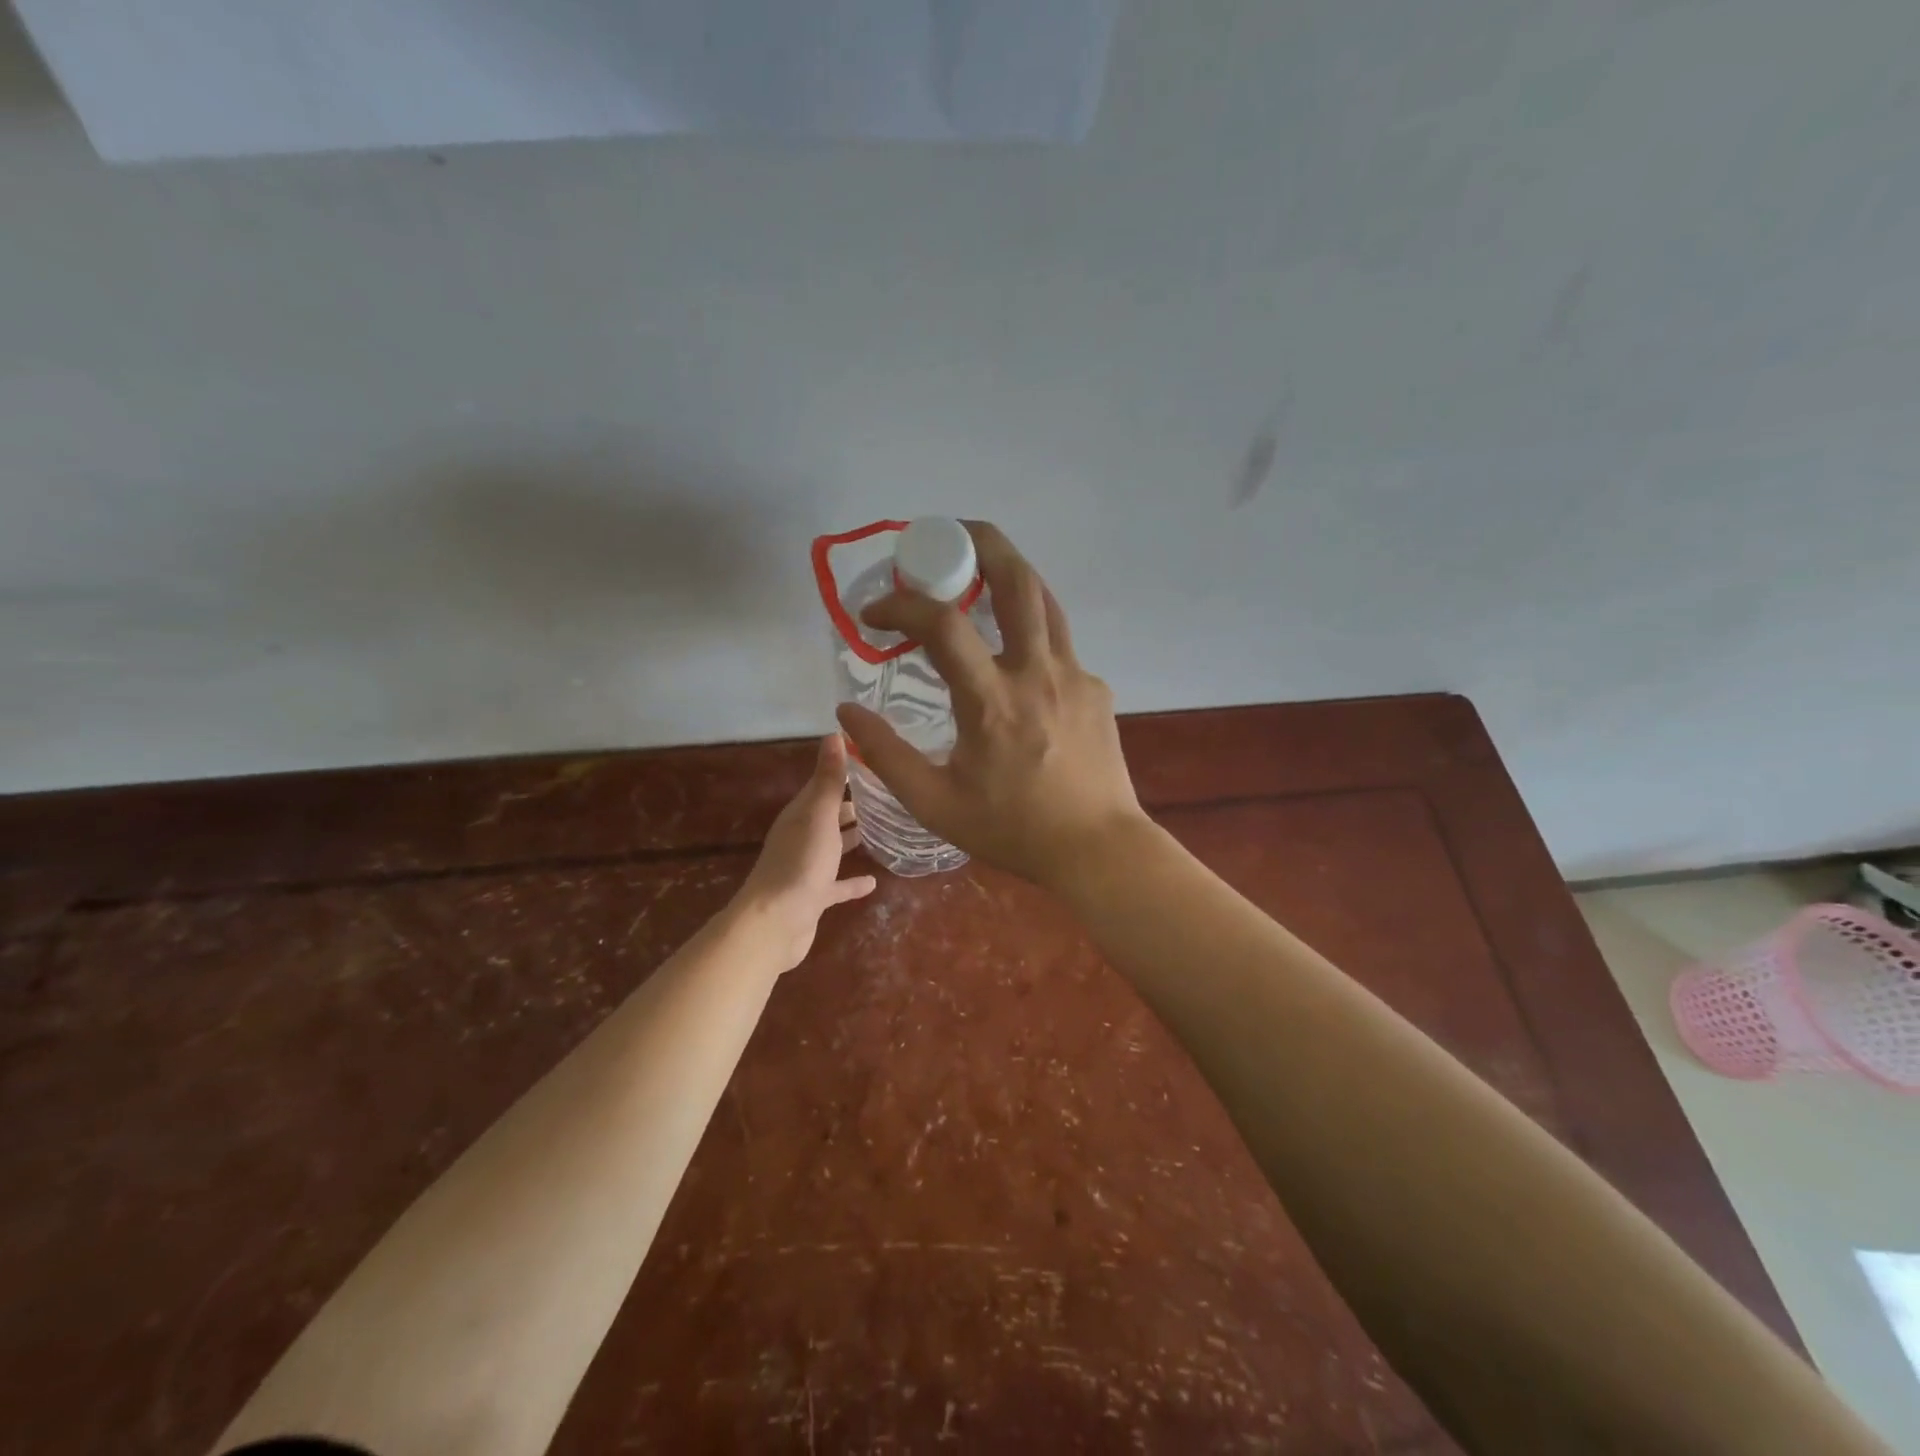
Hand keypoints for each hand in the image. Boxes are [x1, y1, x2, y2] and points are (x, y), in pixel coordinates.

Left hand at [733, 734, 877, 971]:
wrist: (775, 923)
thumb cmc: (801, 863)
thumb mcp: (819, 815)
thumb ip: (828, 778)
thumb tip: (834, 732)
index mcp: (801, 814)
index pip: (825, 784)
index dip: (847, 771)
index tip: (877, 761)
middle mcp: (802, 837)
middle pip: (830, 815)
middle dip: (854, 805)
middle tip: (890, 795)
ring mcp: (807, 868)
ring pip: (833, 847)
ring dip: (853, 839)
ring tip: (885, 830)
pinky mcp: (814, 897)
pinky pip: (837, 885)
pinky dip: (852, 881)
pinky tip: (873, 882)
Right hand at [835, 521, 1146, 890]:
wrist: (1098, 849)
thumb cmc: (1013, 830)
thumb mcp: (935, 803)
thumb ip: (886, 754)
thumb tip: (845, 710)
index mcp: (992, 700)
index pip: (942, 623)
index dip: (900, 605)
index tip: (874, 612)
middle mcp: (1036, 672)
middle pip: (1016, 579)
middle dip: (980, 541)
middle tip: (947, 534)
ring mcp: (1074, 675)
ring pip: (1045, 599)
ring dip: (1011, 572)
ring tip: (981, 570)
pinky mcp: (1096, 688)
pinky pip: (1059, 642)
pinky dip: (1030, 628)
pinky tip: (1015, 655)